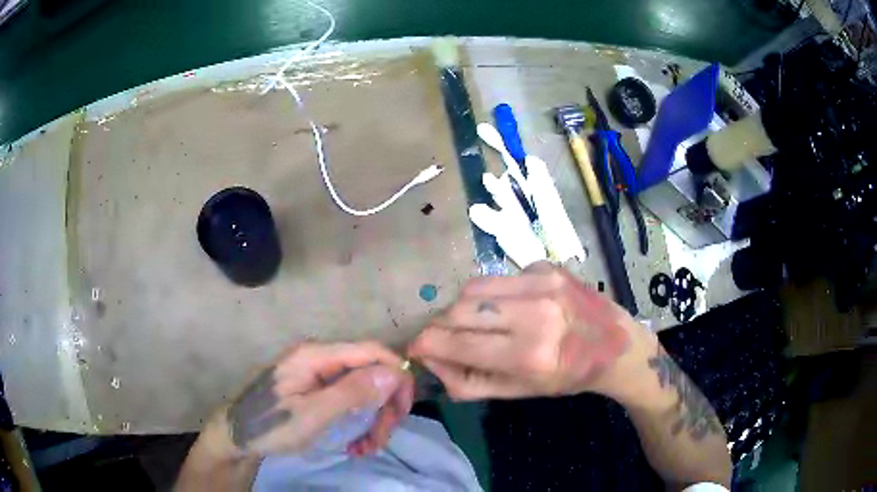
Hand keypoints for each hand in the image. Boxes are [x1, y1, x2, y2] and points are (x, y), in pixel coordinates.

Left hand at [204, 342, 413, 458]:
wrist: (236, 434)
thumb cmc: (270, 425)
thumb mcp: (312, 414)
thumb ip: (352, 392)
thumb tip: (395, 371)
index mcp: (317, 355)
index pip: (372, 351)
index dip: (396, 377)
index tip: (403, 412)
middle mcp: (319, 357)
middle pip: (370, 371)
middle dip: (383, 406)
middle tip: (381, 440)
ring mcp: (316, 372)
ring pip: (363, 387)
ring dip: (373, 418)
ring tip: (366, 448)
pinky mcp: (314, 387)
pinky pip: (348, 397)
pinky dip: (358, 420)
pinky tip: (355, 442)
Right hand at [408, 262, 637, 399]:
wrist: (615, 345)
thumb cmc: (567, 375)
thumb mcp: (518, 392)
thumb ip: (468, 381)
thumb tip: (430, 361)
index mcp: (530, 353)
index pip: (458, 343)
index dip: (426, 345)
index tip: (414, 348)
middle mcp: (535, 312)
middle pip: (459, 309)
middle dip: (441, 325)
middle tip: (443, 337)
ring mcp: (542, 282)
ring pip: (473, 286)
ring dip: (462, 306)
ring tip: (475, 321)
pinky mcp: (546, 266)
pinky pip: (499, 277)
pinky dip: (492, 293)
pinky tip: (509, 306)